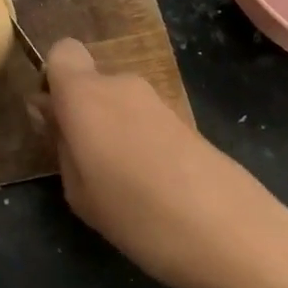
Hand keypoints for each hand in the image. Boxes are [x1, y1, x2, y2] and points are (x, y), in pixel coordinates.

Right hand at [40, 38, 287, 287]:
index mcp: (85, 94)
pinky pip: (143, 119)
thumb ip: (60, 146)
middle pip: (90, 81)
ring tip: (120, 182)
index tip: (54, 120)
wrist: (234, 235)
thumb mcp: (79, 193)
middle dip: (81, 110)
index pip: (61, 51)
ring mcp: (157, 100)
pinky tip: (151, 185)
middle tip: (83, 162)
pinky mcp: (185, 119)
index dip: (53, 80)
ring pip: (117, 101)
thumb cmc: (139, 215)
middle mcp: (120, 84)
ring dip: (111, 128)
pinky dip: (138, 140)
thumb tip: (54, 117)